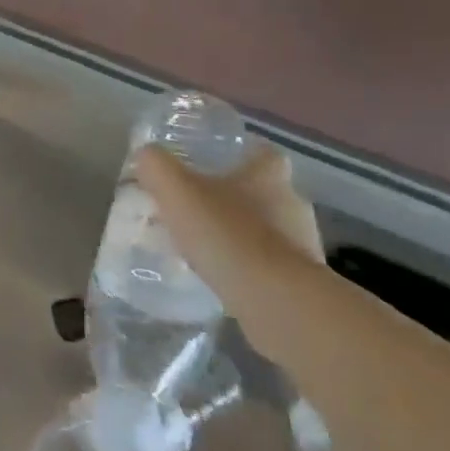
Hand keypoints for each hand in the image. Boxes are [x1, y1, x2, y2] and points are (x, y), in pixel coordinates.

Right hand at [136, 142, 324, 270]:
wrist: (274, 299)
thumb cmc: (226, 233)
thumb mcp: (175, 190)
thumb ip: (156, 166)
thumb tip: (146, 154)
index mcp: (268, 173)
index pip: (260, 151)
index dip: (237, 154)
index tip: (210, 164)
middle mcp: (293, 202)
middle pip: (263, 190)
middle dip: (234, 197)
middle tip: (198, 207)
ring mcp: (303, 242)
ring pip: (267, 229)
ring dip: (241, 234)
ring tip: (205, 246)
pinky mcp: (303, 280)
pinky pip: (271, 264)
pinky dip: (249, 266)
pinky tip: (222, 276)